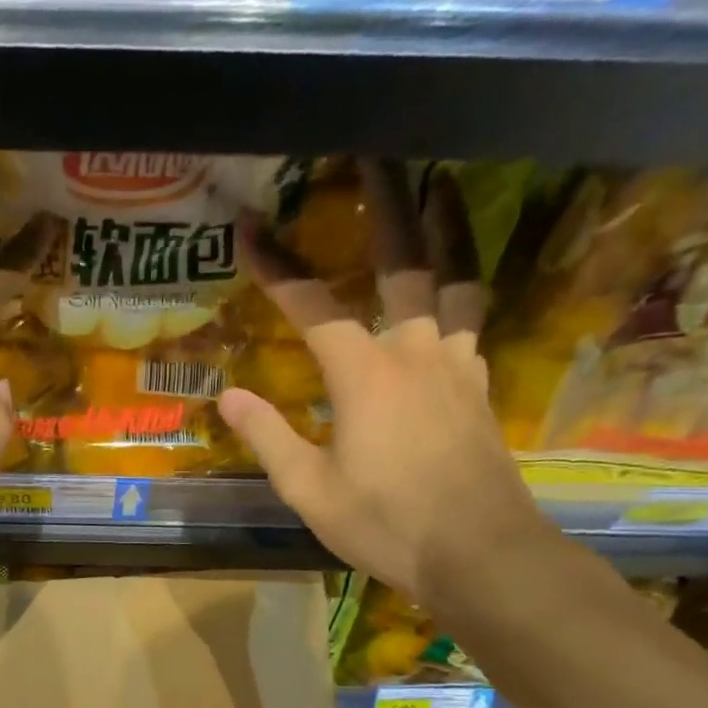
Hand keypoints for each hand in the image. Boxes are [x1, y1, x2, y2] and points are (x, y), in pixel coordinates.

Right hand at [216, 163, 546, 604]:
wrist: (477, 552)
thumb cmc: (385, 522)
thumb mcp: (309, 490)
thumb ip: (268, 436)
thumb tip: (228, 395)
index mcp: (363, 373)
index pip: (313, 305)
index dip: (279, 267)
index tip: (253, 229)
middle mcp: (415, 350)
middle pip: (402, 262)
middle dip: (386, 205)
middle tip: (379, 154)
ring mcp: (456, 364)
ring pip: (454, 279)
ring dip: (445, 231)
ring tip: (443, 189)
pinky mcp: (480, 386)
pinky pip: (472, 319)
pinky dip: (462, 289)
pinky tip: (454, 290)